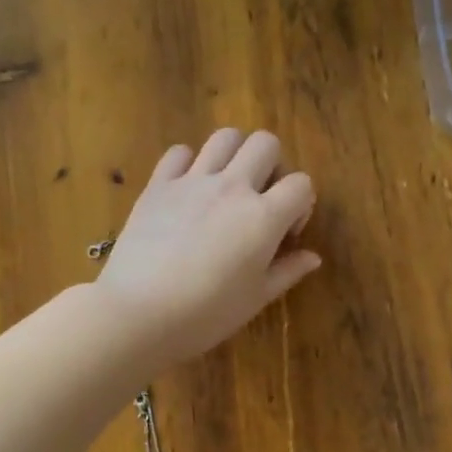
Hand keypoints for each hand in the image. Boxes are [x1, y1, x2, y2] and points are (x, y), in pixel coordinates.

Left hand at [97, 129, 320, 368]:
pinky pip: (178, 152)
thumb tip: (313, 257)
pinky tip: (187, 189)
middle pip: (265, 143)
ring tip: (226, 185)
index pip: (301, 183)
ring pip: (225, 137)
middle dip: (272, 166)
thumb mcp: (256, 298)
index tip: (287, 232)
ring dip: (234, 154)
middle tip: (259, 199)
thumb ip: (288, 271)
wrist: (139, 313)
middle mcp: (233, 188)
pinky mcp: (158, 185)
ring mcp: (193, 181)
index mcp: (264, 217)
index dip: (301, 204)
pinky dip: (188, 163)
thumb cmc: (206, 314)